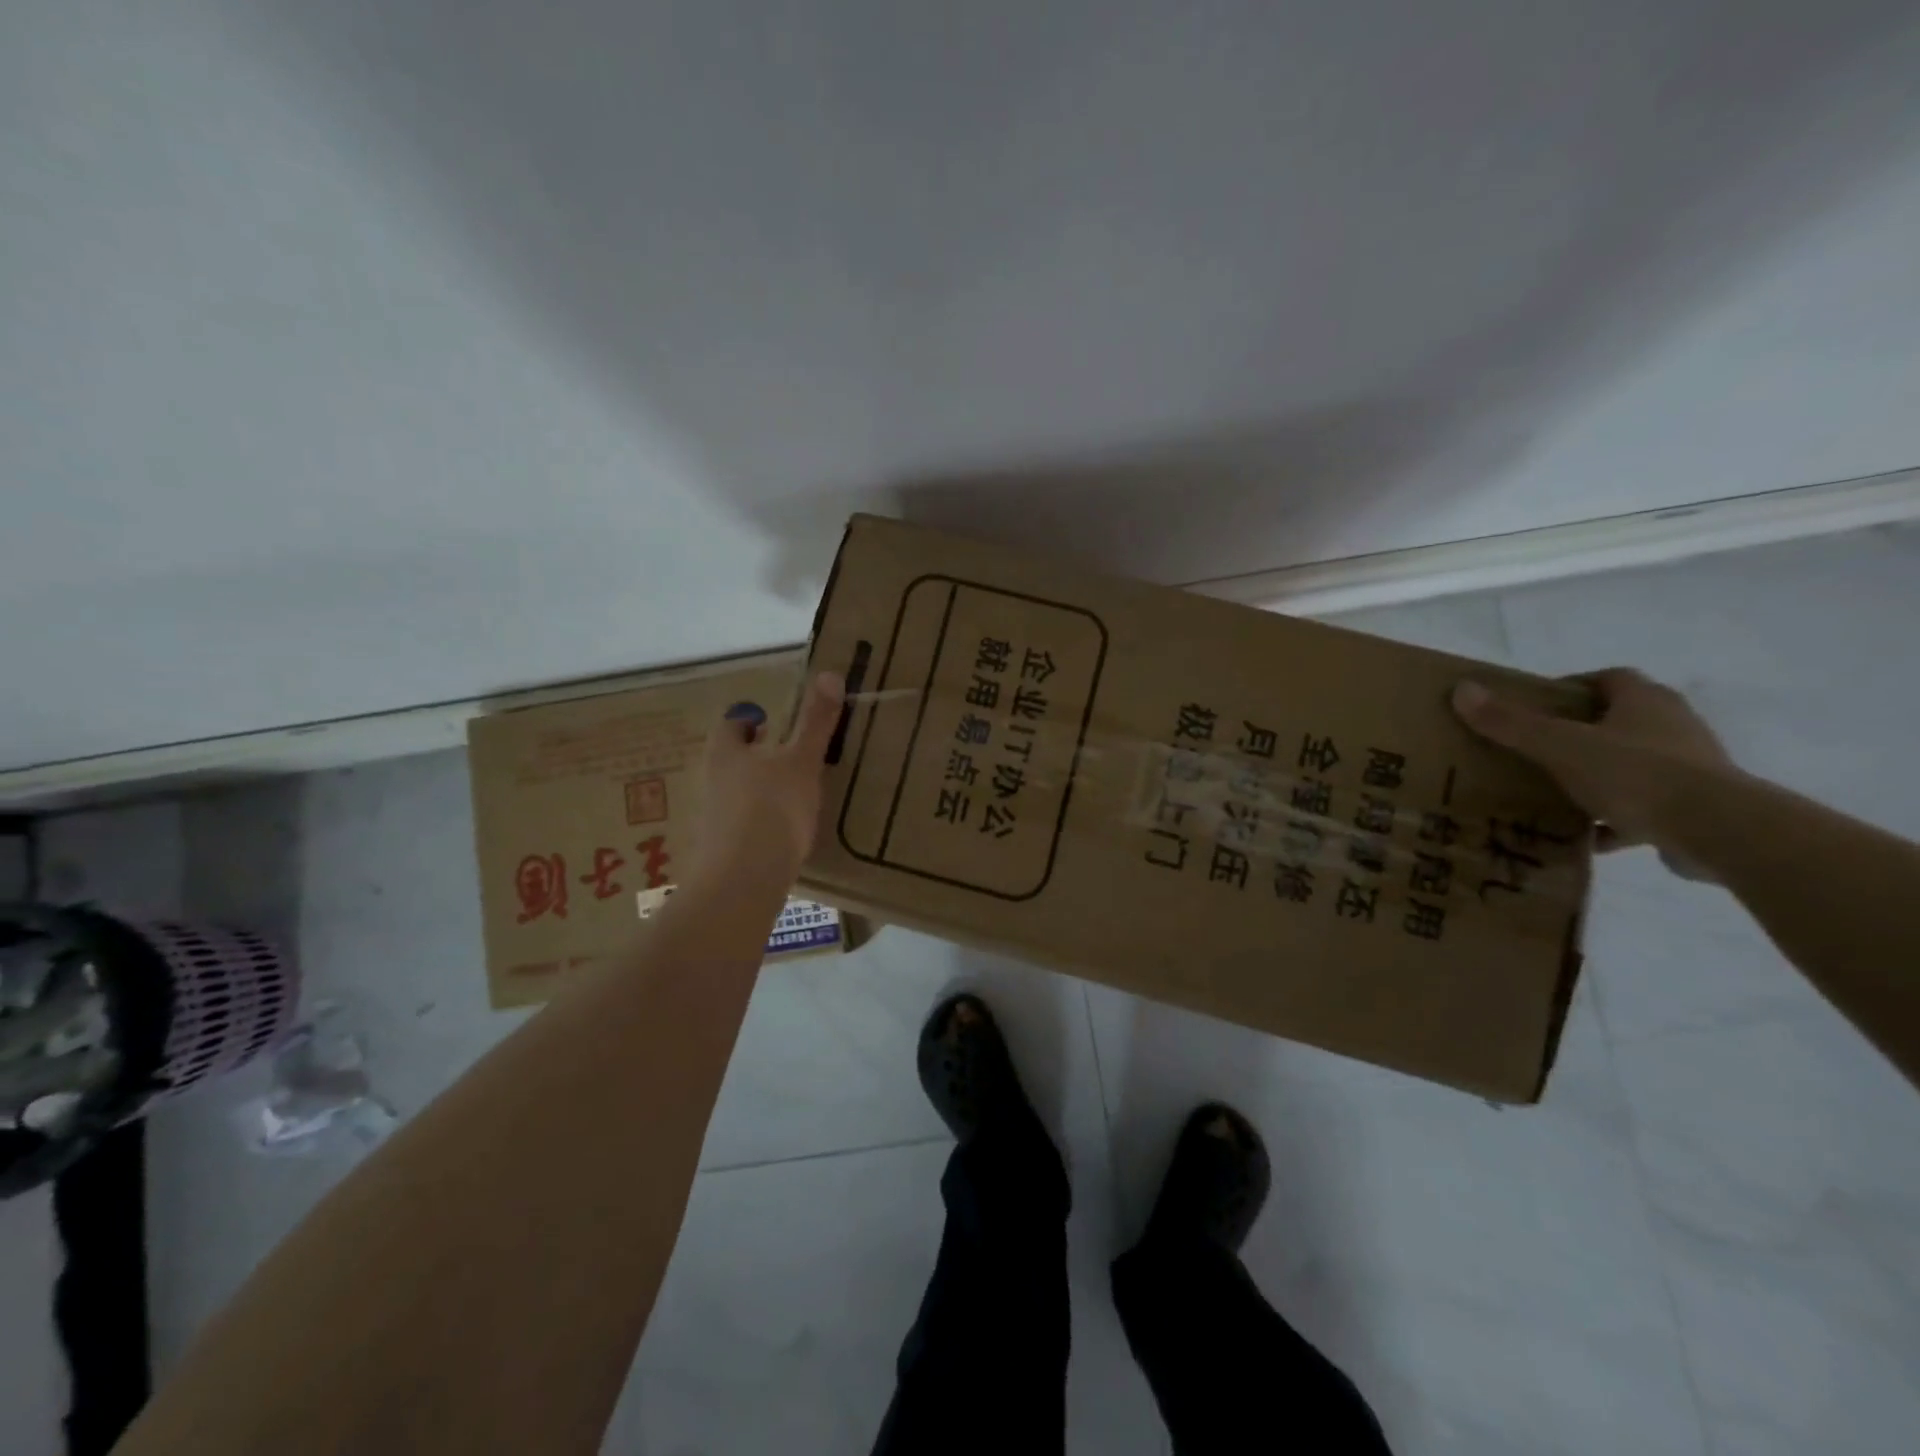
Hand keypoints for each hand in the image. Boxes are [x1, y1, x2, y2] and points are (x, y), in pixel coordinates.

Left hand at [689, 671, 844, 888]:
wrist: (743, 881)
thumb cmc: (773, 808)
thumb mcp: (802, 761)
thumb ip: (815, 722)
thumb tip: (829, 673)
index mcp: (726, 753)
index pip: (730, 726)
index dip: (747, 721)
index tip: (768, 724)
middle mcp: (711, 782)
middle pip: (729, 761)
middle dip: (752, 757)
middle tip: (782, 756)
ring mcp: (713, 820)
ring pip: (733, 794)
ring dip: (755, 790)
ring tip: (789, 795)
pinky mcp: (721, 852)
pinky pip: (740, 827)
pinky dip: (758, 823)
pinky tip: (782, 834)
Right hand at [1452, 668, 1734, 853]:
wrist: (1720, 831)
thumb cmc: (1637, 774)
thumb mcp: (1560, 746)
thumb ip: (1511, 723)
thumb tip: (1462, 689)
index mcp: (1645, 702)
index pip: (1608, 678)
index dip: (1571, 687)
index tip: (1536, 706)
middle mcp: (1673, 727)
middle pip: (1618, 721)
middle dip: (1578, 734)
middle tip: (1535, 749)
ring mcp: (1690, 768)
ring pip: (1631, 764)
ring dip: (1596, 776)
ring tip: (1554, 793)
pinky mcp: (1695, 807)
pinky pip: (1644, 807)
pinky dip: (1615, 819)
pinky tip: (1586, 836)